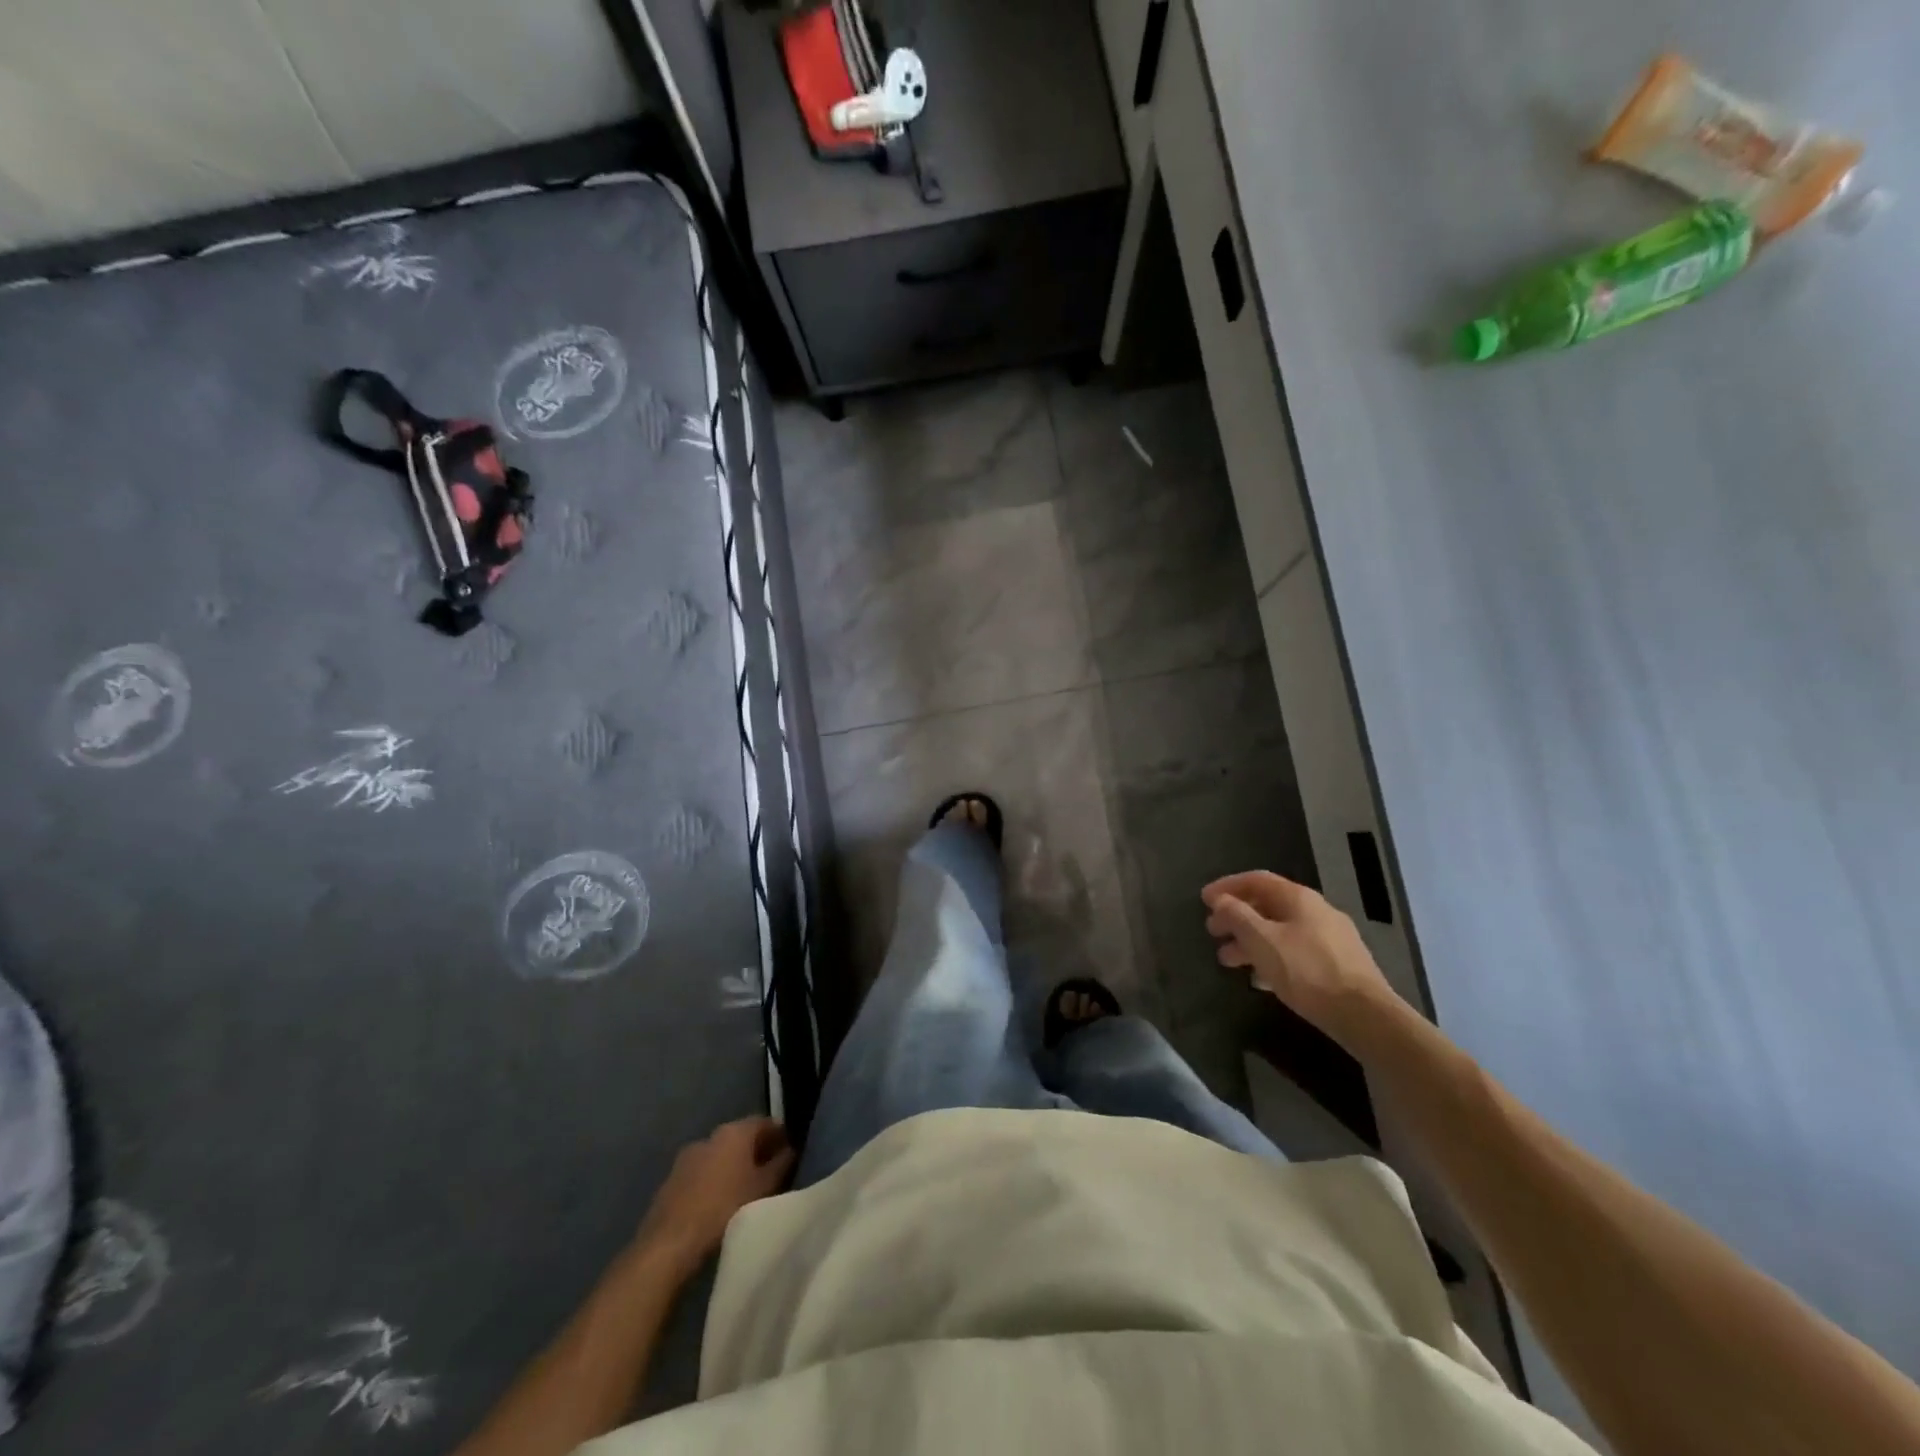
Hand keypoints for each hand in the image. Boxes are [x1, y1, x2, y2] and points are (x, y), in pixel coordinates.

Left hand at [635, 1117, 795, 1275]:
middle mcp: (710, 1136)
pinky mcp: (672, 1180)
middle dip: (757, 1151)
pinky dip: (715, 1180)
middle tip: (772, 1173)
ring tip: (747, 1190)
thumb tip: (790, 1150)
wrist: (669, 1244)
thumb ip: (781, 1164)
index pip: (765, 1122)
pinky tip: (720, 1202)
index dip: (780, 1135)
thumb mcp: (764, 1187)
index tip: (790, 1152)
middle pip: (741, 1137)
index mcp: (734, 1131)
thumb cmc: (725, 1208)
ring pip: (720, 1155)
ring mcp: (687, 1157)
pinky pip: (703, 1172)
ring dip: (735, 1166)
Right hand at [1202, 871, 1401, 1049]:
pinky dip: (1271, 958)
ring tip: (1228, 961)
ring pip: (1280, 931)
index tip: (1204, 900)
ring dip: (1250, 941)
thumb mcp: (1262, 940)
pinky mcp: (1338, 965)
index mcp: (1298, 898)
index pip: (1256, 880)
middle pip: (1267, 906)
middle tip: (1213, 932)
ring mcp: (1330, 938)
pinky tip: (1259, 979)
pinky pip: (1295, 952)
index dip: (1227, 886)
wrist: (1364, 1015)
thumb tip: (1220, 900)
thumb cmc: (1307, 971)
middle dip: (1236, 917)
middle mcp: (1316, 911)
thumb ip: (1237, 916)